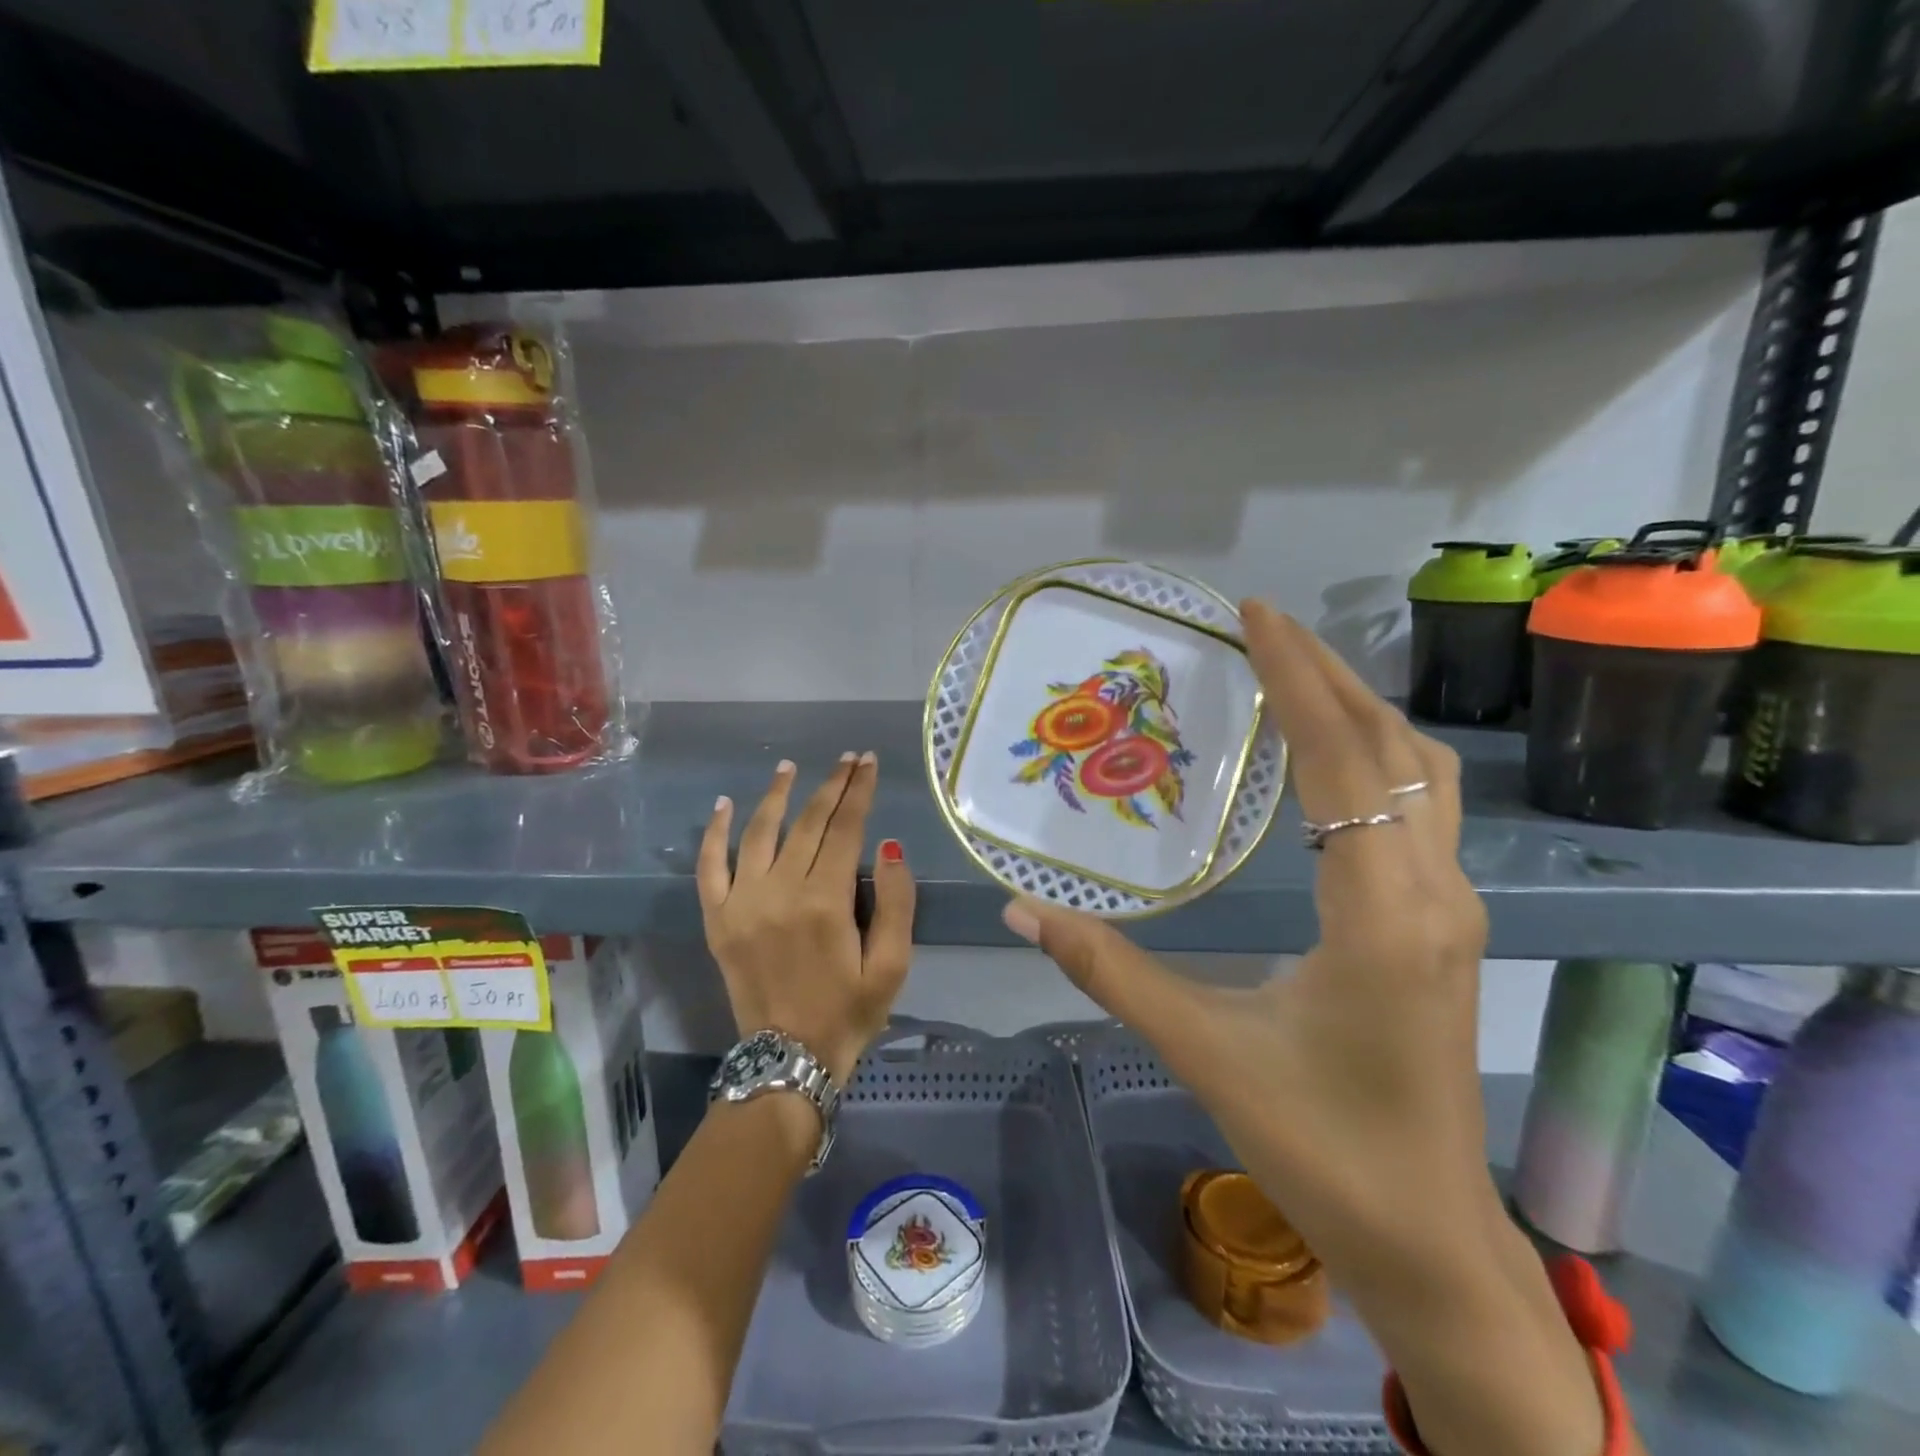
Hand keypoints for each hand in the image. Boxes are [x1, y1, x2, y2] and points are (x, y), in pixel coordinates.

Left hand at [699, 753, 915, 1086]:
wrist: (788, 1060)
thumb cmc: (849, 1012)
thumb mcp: (892, 965)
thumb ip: (897, 902)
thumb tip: (889, 846)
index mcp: (825, 901)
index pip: (846, 828)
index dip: (859, 791)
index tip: (868, 762)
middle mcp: (780, 891)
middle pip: (808, 823)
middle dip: (831, 785)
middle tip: (847, 759)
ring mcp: (742, 903)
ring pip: (759, 833)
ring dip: (776, 795)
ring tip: (789, 767)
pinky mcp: (718, 919)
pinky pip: (710, 866)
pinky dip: (716, 833)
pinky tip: (724, 805)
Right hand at [1007, 603, 1610, 1455]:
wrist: (1429, 1239)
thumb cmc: (1319, 1147)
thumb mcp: (1203, 1051)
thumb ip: (1109, 972)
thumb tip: (1023, 911)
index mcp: (1379, 912)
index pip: (1342, 759)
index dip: (1298, 678)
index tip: (1255, 616)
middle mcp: (1432, 891)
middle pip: (1392, 747)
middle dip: (1327, 674)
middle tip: (1262, 627)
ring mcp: (1452, 907)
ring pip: (1421, 774)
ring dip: (1360, 712)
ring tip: (1292, 675)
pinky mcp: (1446, 924)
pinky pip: (1421, 808)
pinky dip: (1376, 757)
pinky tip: (1328, 760)